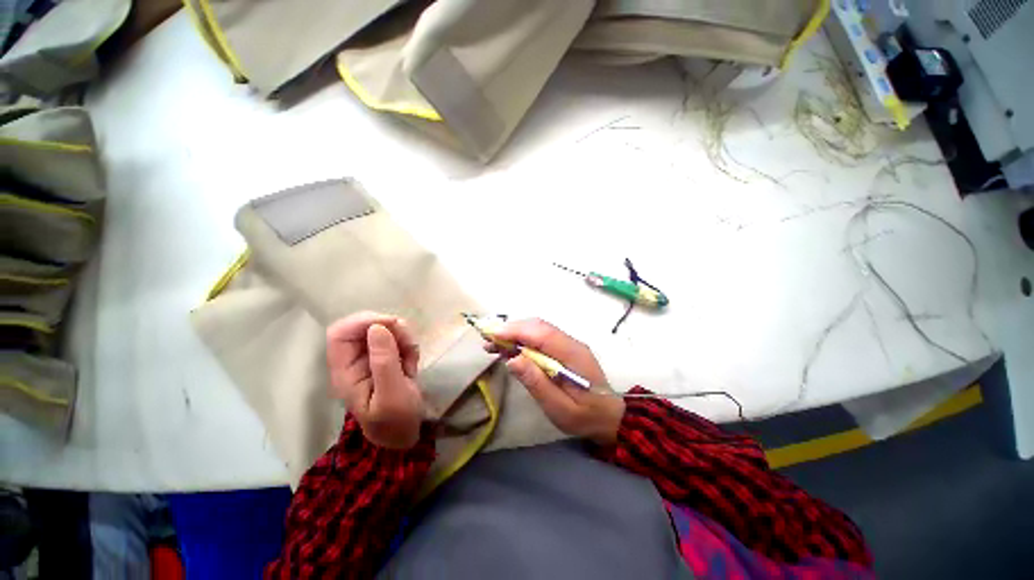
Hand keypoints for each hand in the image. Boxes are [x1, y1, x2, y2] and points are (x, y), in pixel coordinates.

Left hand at [326, 312, 423, 448]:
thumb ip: (384, 362)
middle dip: (391, 329)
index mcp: (345, 371)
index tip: (392, 325)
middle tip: (409, 344)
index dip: (364, 321)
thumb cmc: (396, 420)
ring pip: (384, 330)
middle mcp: (354, 360)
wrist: (405, 433)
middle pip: (365, 326)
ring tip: (412, 361)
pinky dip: (409, 346)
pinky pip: (397, 338)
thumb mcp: (392, 394)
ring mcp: (371, 357)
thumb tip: (377, 327)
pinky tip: (412, 364)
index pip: (340, 332)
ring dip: (404, 339)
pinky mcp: (386, 357)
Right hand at [487, 319, 624, 445]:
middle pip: (538, 326)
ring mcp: (568, 344)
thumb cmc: (585, 417)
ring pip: (538, 329)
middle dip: (512, 329)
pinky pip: (541, 338)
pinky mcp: (564, 349)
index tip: (493, 335)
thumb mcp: (560, 408)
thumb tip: (512, 359)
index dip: (516, 331)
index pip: (542, 334)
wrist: (609, 416)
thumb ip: (537, 383)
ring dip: (515, 333)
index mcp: (573, 355)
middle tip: (488, 340)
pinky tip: (509, 348)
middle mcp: (571, 343)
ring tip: (493, 345)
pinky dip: (523, 339)